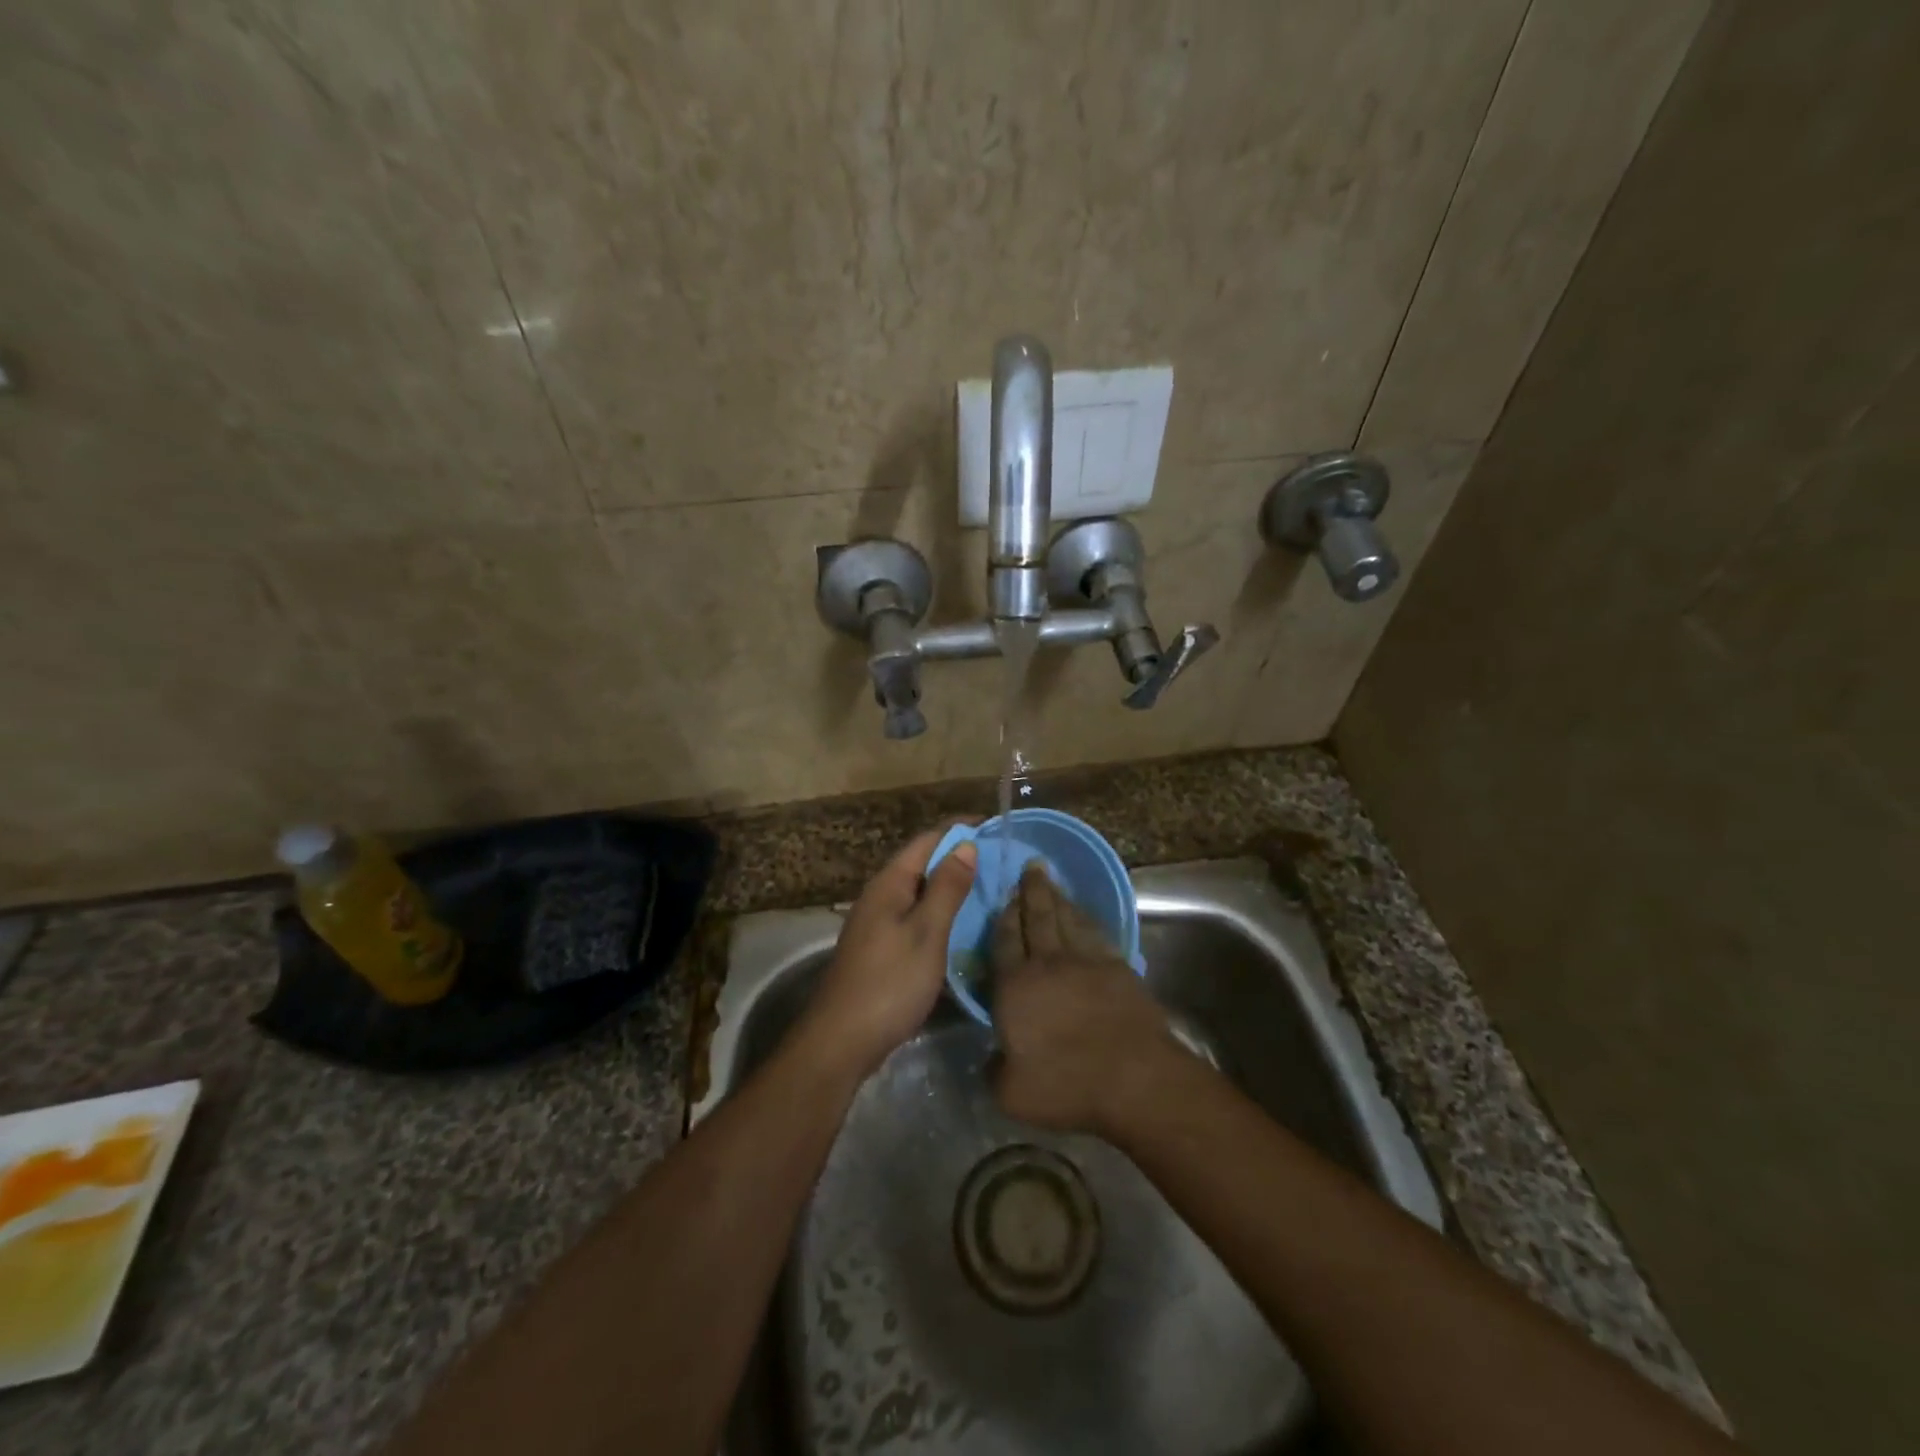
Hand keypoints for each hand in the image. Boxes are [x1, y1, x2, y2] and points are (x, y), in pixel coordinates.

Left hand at [800, 826, 977, 1075]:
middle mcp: (881, 896)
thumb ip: (947, 888)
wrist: (841, 1041)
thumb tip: (966, 844)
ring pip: (920, 892)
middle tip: (1003, 861)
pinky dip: (941, 914)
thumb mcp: (926, 933)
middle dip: (960, 857)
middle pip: (923, 863)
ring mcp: (878, 923)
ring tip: (992, 889)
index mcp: (889, 884)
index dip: (960, 829)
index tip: (996, 827)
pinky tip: (963, 927)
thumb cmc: (889, 983)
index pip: (928, 840)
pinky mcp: (881, 949)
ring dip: (952, 887)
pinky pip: (916, 917)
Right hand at [990, 865, 1182, 1136]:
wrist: (1134, 1077)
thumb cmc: (1066, 1084)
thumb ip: (994, 1071)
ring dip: (1058, 898)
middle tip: (1031, 866)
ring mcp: (1087, 961)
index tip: (1004, 897)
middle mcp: (1048, 963)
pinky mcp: (1118, 968)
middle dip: (1032, 891)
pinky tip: (1084, 915)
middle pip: (1037, 917)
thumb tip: (992, 1059)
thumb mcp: (1012, 1093)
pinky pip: (1097, 933)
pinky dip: (1087, 918)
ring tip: (1051, 882)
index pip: (1004, 942)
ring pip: (1068, 919)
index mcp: (1016, 986)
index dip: (1003, 918)